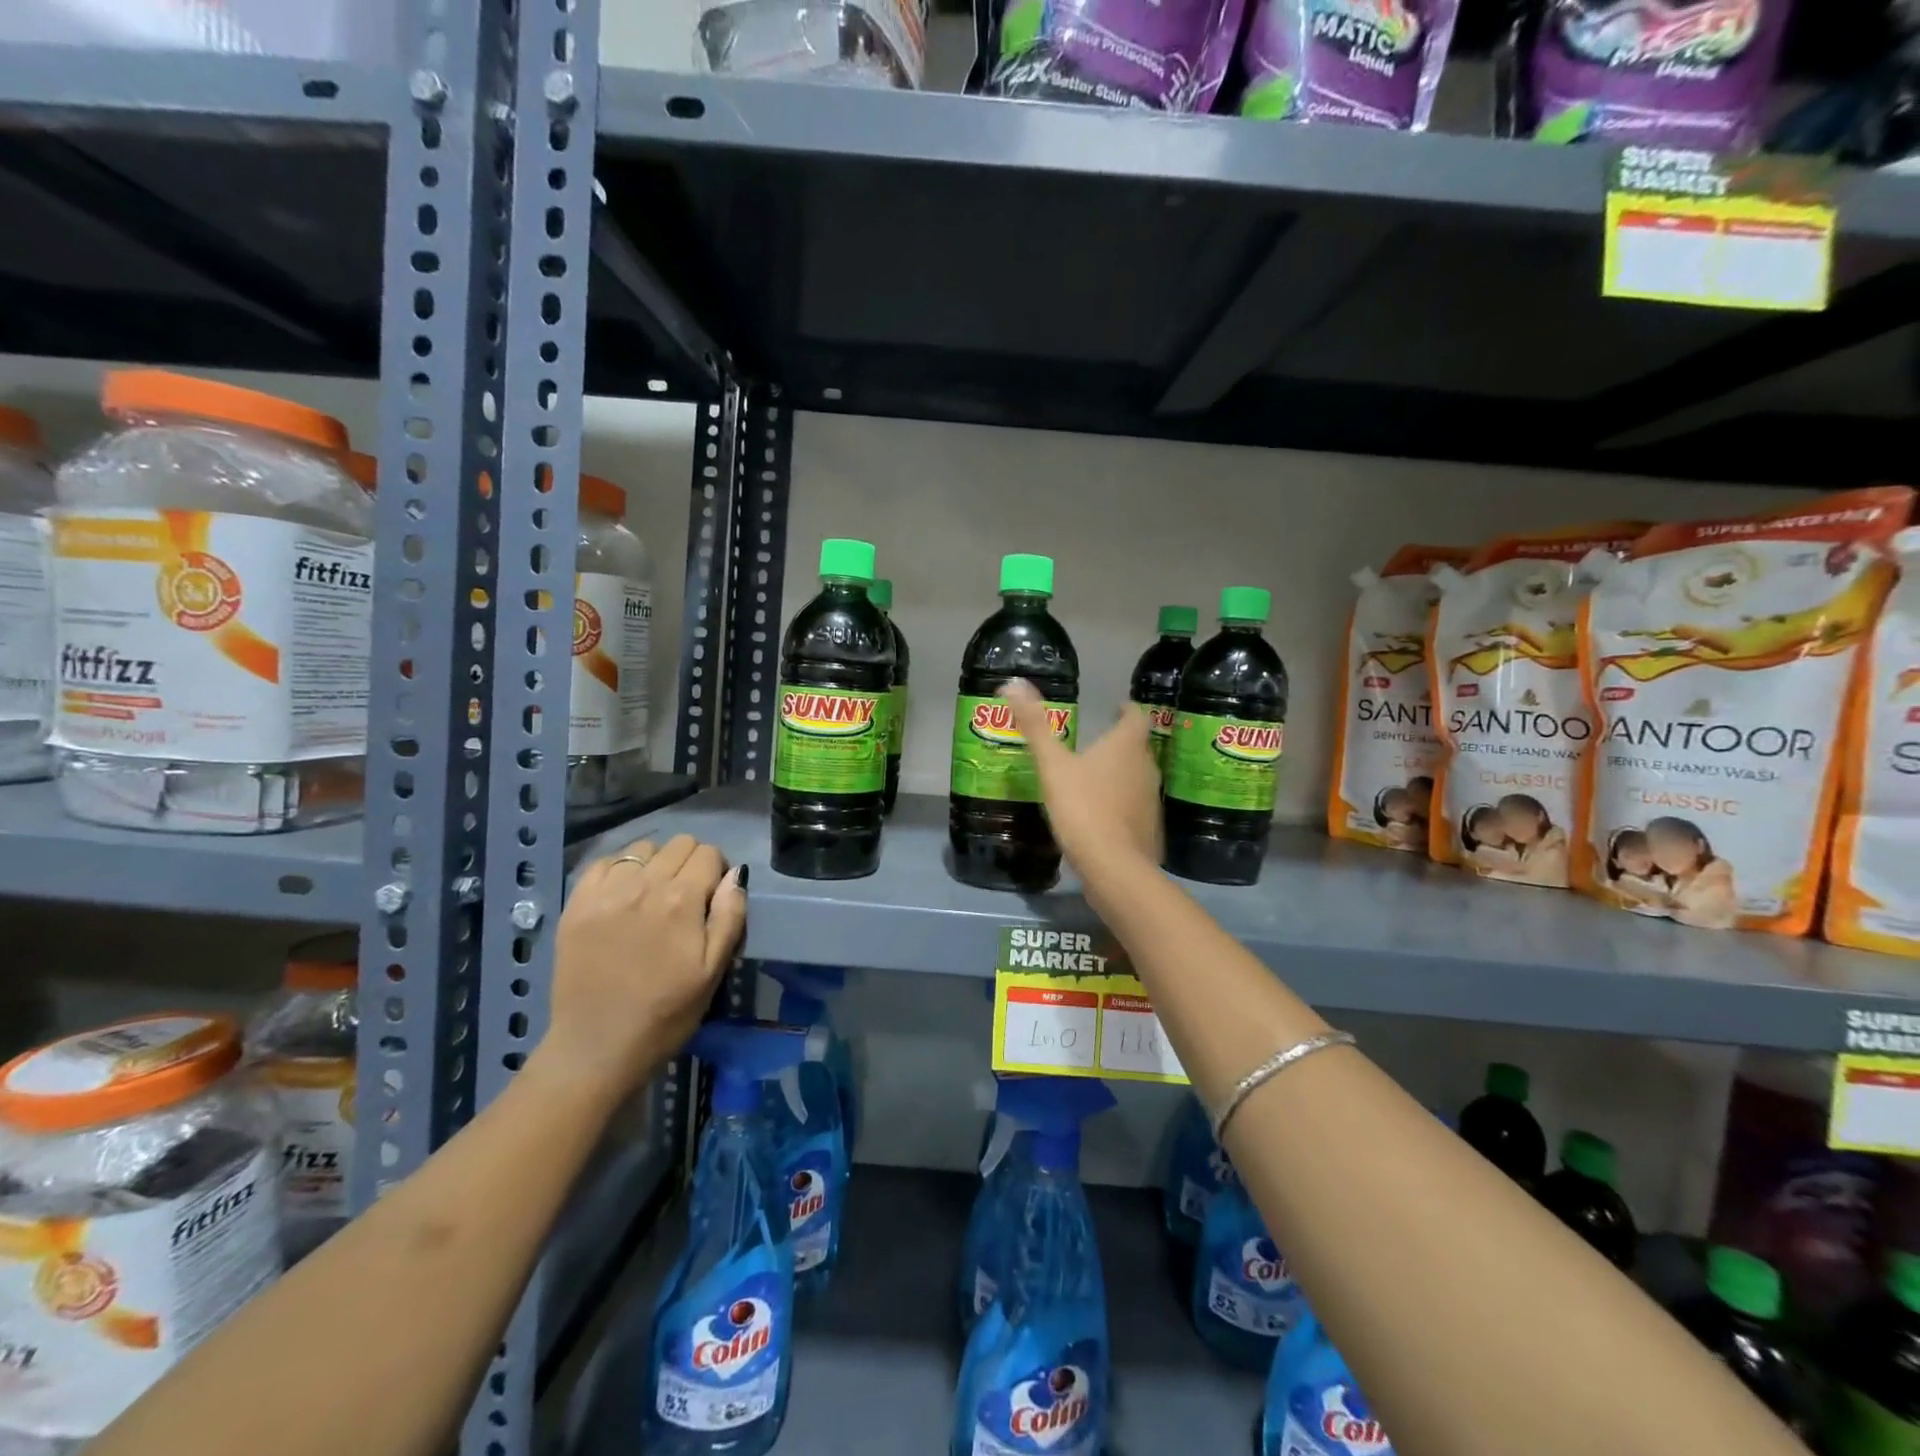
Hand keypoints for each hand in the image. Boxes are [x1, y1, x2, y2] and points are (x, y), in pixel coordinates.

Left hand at [544, 835, 747, 1097]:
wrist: (597, 1047)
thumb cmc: (666, 1013)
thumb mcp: (714, 970)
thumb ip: (730, 916)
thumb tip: (735, 874)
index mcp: (682, 900)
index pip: (709, 854)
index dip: (717, 871)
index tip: (712, 898)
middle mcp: (644, 885)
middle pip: (679, 844)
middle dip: (690, 863)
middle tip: (686, 898)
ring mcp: (605, 893)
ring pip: (642, 848)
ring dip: (655, 864)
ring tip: (652, 895)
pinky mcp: (576, 905)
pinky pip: (603, 863)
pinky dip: (618, 870)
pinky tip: (622, 896)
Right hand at [1003, 680, 1160, 874]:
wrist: (1114, 868)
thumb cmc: (1083, 808)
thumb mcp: (1053, 766)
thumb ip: (1035, 726)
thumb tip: (1013, 682)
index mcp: (1127, 746)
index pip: (1137, 716)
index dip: (1126, 709)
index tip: (1115, 709)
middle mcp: (1146, 767)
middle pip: (1138, 747)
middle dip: (1120, 742)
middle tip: (1095, 743)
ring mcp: (1151, 800)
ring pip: (1138, 777)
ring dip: (1121, 773)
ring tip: (1094, 777)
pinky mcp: (1150, 829)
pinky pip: (1136, 807)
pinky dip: (1122, 803)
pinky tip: (1101, 815)